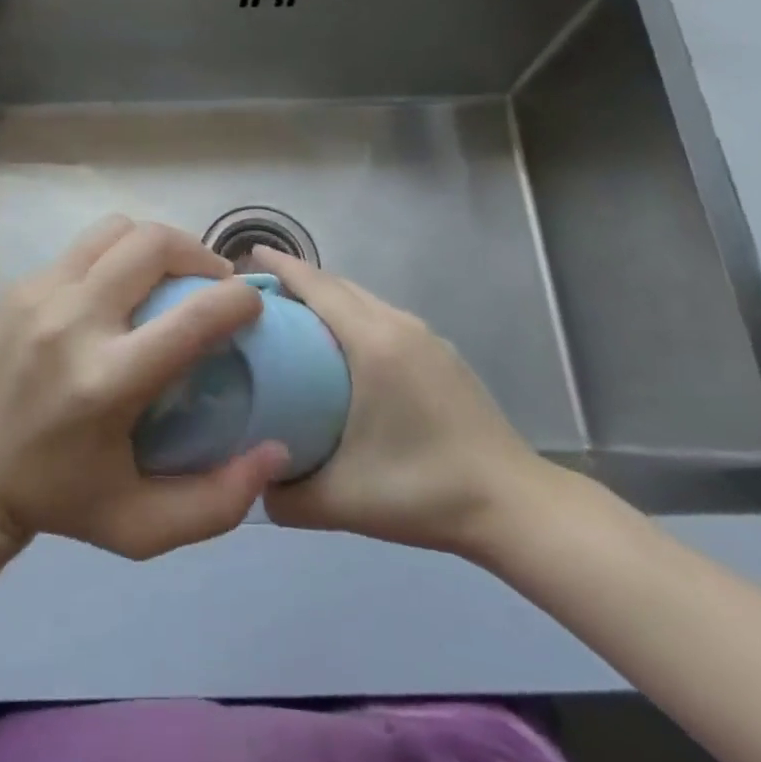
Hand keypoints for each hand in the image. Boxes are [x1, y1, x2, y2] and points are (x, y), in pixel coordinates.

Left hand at [0, 217, 291, 560]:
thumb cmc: (58, 501)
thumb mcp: (142, 528)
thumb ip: (218, 502)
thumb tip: (275, 450)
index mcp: (106, 382)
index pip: (192, 317)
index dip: (238, 299)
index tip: (252, 303)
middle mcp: (73, 322)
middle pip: (154, 244)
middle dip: (200, 254)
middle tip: (213, 284)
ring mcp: (40, 294)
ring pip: (118, 229)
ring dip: (157, 244)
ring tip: (169, 276)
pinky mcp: (20, 285)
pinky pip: (85, 246)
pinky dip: (117, 255)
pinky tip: (119, 290)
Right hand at [253, 246, 561, 565]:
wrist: (512, 505)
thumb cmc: (423, 491)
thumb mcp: (341, 501)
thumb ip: (285, 496)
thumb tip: (255, 483)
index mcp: (373, 344)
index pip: (318, 287)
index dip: (281, 267)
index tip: (248, 256)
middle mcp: (399, 325)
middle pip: (339, 285)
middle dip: (299, 279)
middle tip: (260, 295)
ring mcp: (426, 337)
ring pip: (365, 299)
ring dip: (328, 297)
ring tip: (295, 318)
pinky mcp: (442, 354)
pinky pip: (385, 316)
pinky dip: (354, 315)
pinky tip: (344, 349)